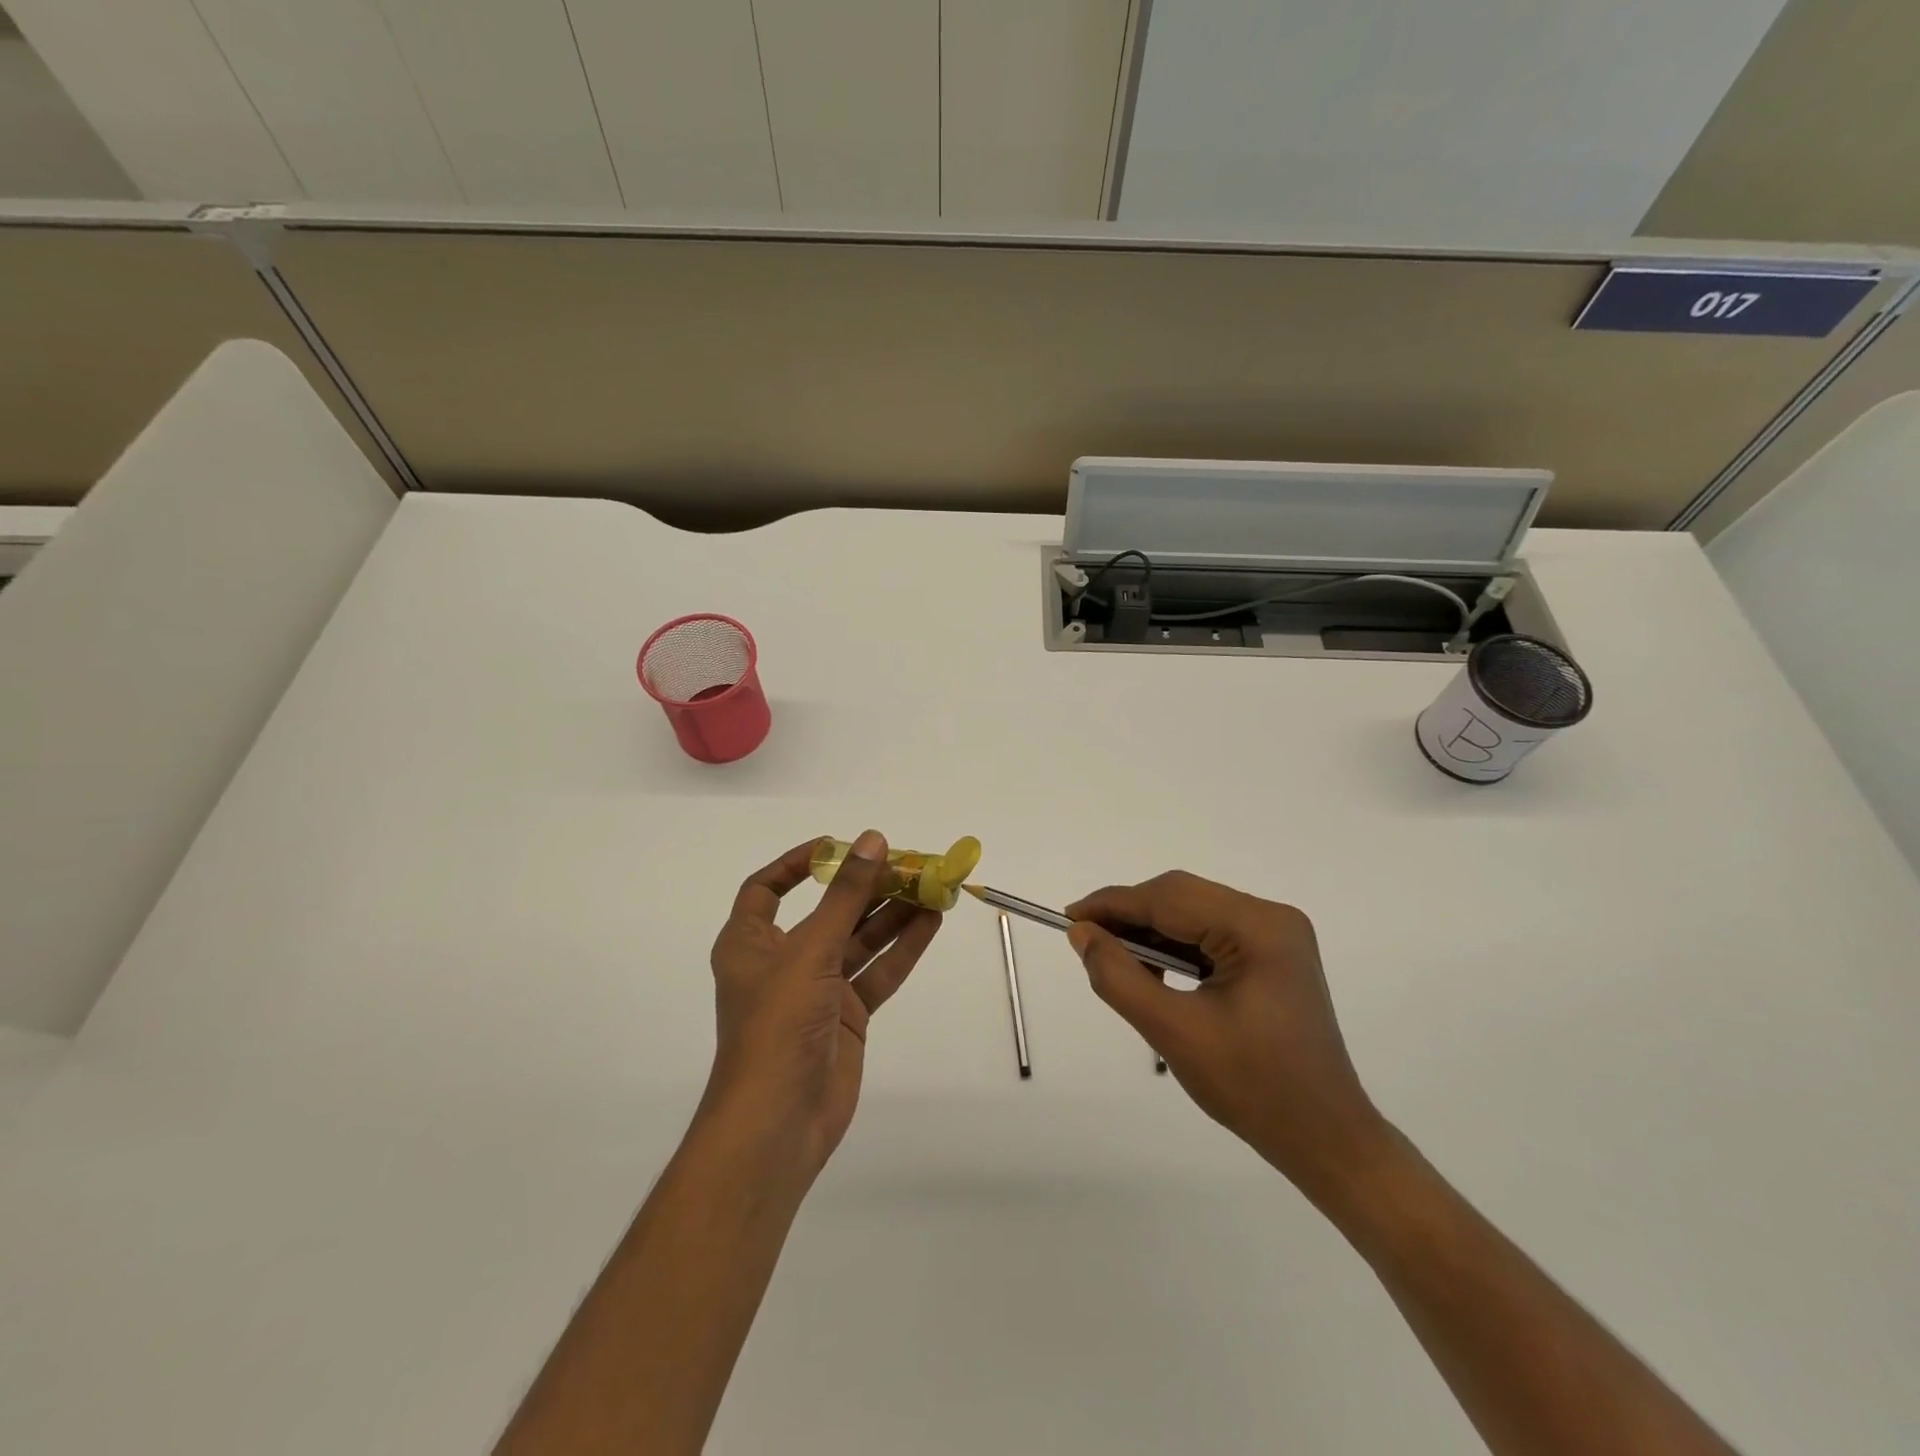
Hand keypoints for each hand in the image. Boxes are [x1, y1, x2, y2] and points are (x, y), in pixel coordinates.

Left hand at [702, 831, 940, 1179]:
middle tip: (909, 864)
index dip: (798, 864)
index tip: (838, 845)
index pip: (766, 889)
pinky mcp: (847, 1016)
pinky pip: (877, 972)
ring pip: (859, 940)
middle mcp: (783, 961)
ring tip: (932, 887)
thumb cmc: (778, 1024)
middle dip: (867, 887)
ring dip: (893, 914)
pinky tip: (931, 923)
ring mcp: (818, 990)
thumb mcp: (811, 950)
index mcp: (751, 942)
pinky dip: (902, 948)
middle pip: (828, 911)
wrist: (779, 1122)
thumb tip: (873, 840)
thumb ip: (846, 895)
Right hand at [1066, 871, 1385, 1196]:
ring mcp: (1276, 935)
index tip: (1069, 918)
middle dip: (1131, 917)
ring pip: (1192, 913)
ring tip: (1118, 963)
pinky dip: (1175, 948)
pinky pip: (1209, 934)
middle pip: (1182, 898)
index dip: (1113, 904)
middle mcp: (1272, 917)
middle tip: (1087, 943)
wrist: (1325, 1139)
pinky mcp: (1272, 955)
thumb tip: (1082, 933)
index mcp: (1258, 928)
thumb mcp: (1174, 1032)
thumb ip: (1119, 977)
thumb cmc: (1253, 1088)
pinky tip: (1154, 973)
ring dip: (1151, 933)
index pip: (1169, 898)